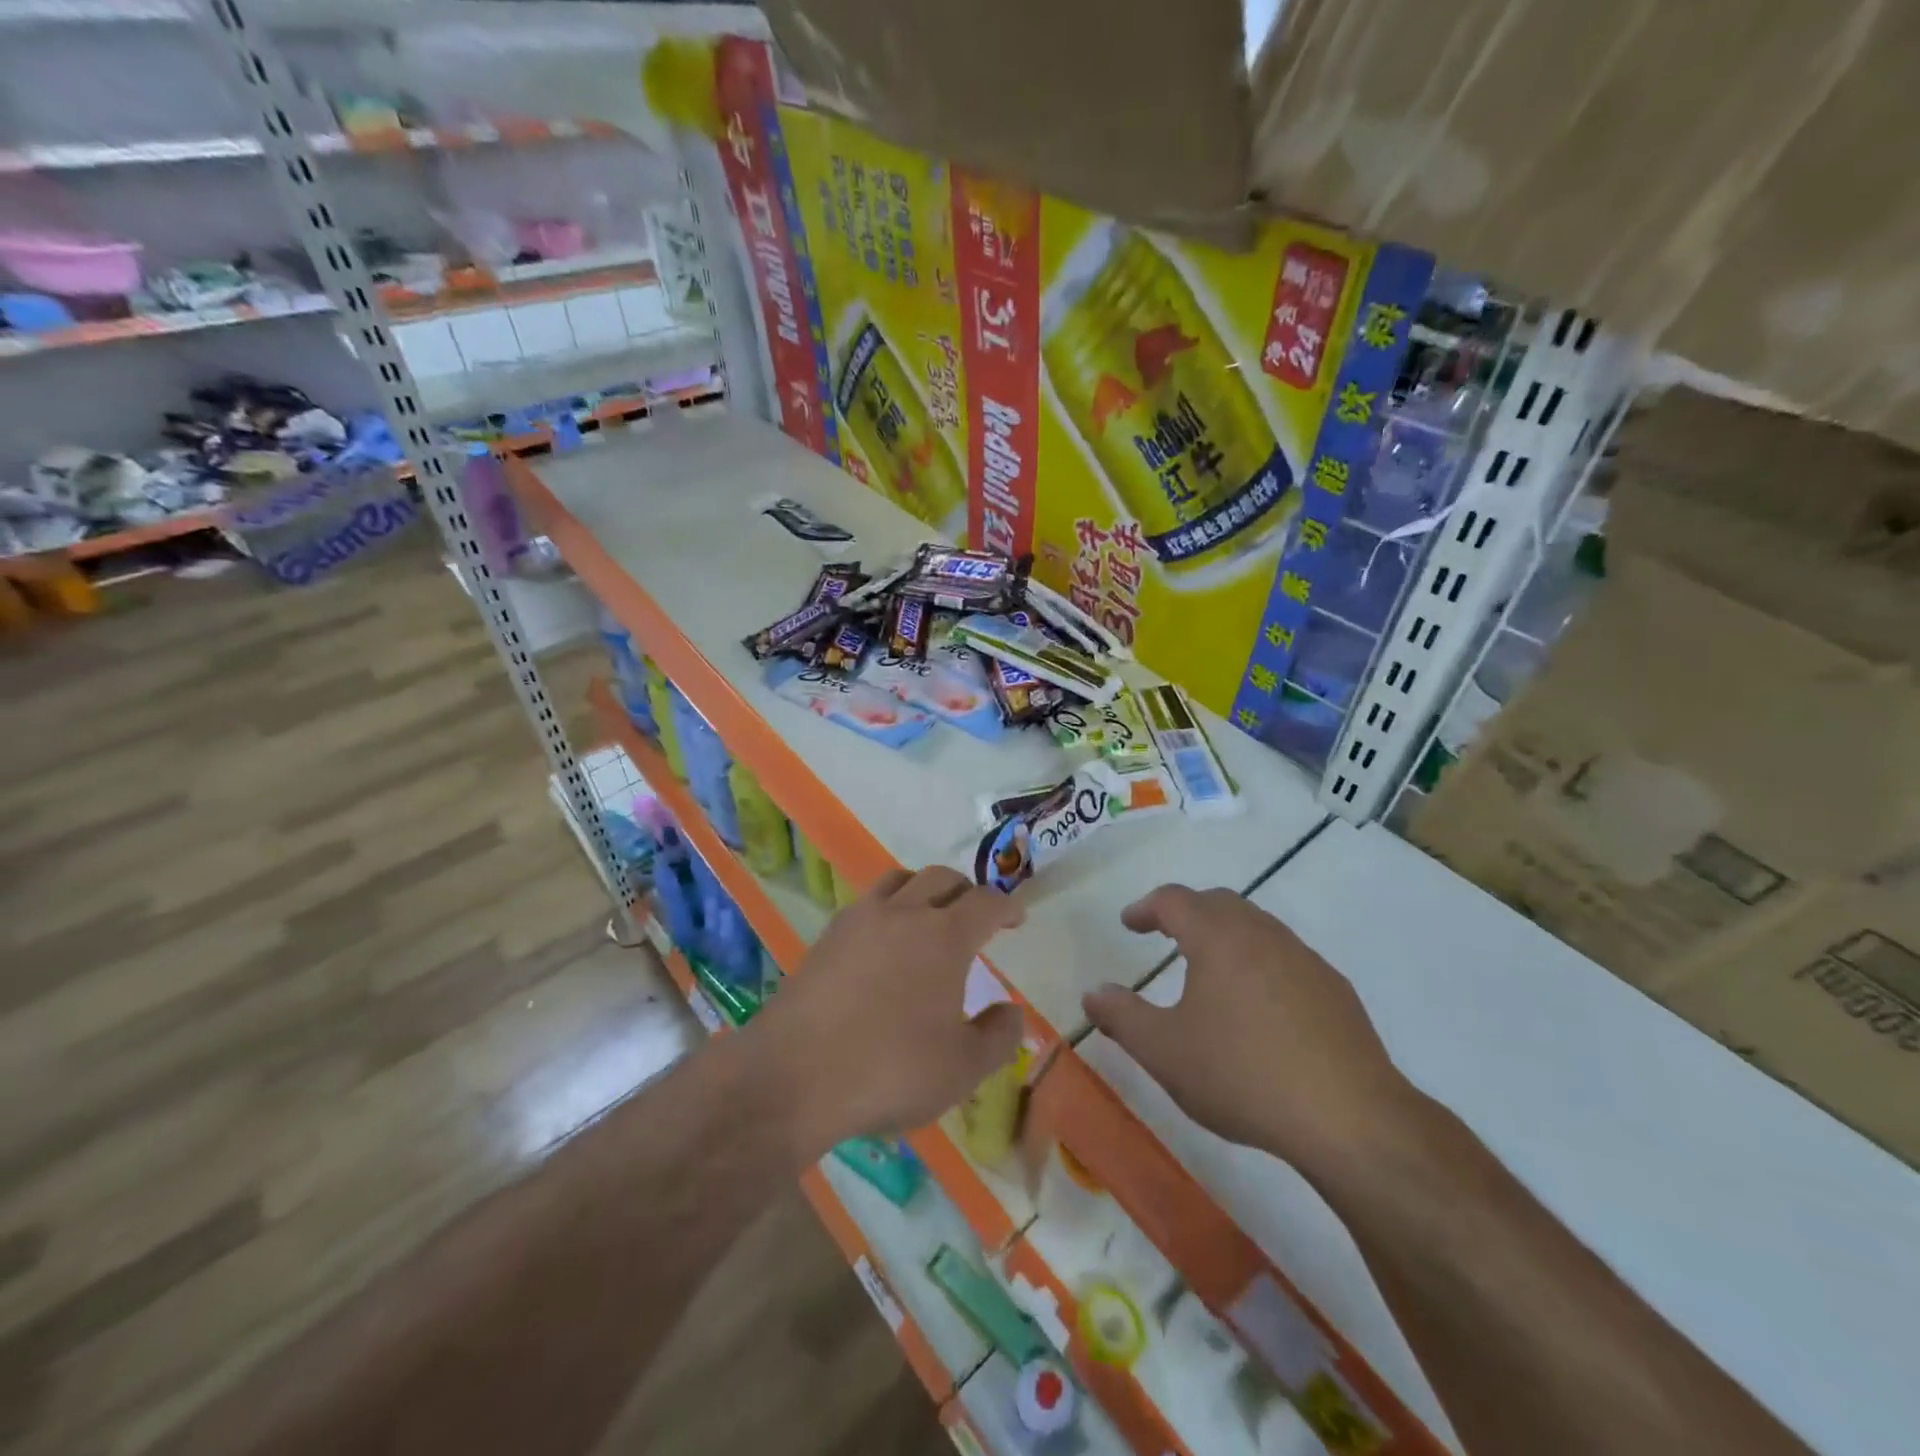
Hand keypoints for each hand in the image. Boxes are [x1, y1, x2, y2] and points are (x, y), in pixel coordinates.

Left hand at [752, 866, 1026, 1158]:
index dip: (1007, 906)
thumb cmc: (891, 1069)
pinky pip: (866, 903)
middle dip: (966, 891)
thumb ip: (998, 1036)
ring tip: (929, 914)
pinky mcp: (826, 937)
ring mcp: (859, 920)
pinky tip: (884, 941)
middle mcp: (903, 913)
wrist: (795, 1074)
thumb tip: (1012, 1011)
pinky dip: (887, 908)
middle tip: (977, 915)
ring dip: (923, 888)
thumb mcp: (963, 1068)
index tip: (1017, 918)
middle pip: (942, 878)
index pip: (985, 903)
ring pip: (899, 880)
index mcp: (944, 936)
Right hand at [1083, 885, 1413, 1172]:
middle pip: (1218, 902)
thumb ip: (1121, 1017)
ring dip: (1225, 934)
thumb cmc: (1241, 1074)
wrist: (1349, 1118)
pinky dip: (1259, 962)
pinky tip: (1259, 1005)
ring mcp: (1304, 959)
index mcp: (1218, 938)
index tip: (1129, 923)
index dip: (1146, 907)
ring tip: (1209, 967)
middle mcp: (1262, 935)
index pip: (1174, 900)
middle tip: (1165, 933)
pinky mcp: (1335, 990)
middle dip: (1186, 911)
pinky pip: (1286, 957)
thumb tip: (1093, 993)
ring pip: (1256, 926)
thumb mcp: (1164, 1051)